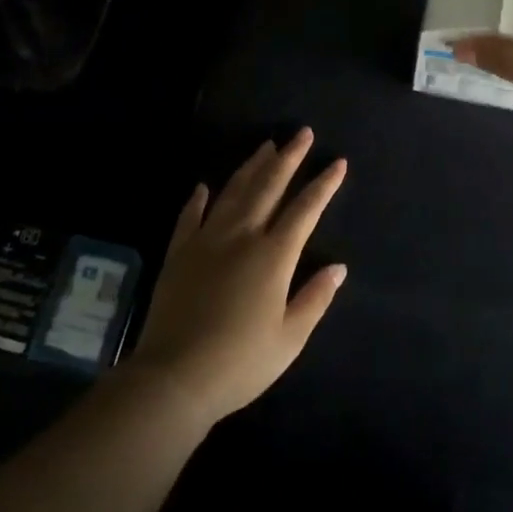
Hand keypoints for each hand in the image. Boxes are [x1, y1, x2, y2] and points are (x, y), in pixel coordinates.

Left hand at [125, 129, 347, 427]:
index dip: (324, 185)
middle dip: (289, 158)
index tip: (338, 162)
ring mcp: (206, 241)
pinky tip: (204, 186)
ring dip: (251, 167)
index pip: (305, 210)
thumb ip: (315, 298)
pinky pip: (190, 217)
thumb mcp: (289, 338)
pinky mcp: (179, 254)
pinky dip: (198, 199)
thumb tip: (338, 268)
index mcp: (273, 255)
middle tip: (301, 134)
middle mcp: (242, 237)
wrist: (174, 377)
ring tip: (265, 146)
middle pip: (268, 187)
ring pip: (233, 193)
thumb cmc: (240, 362)